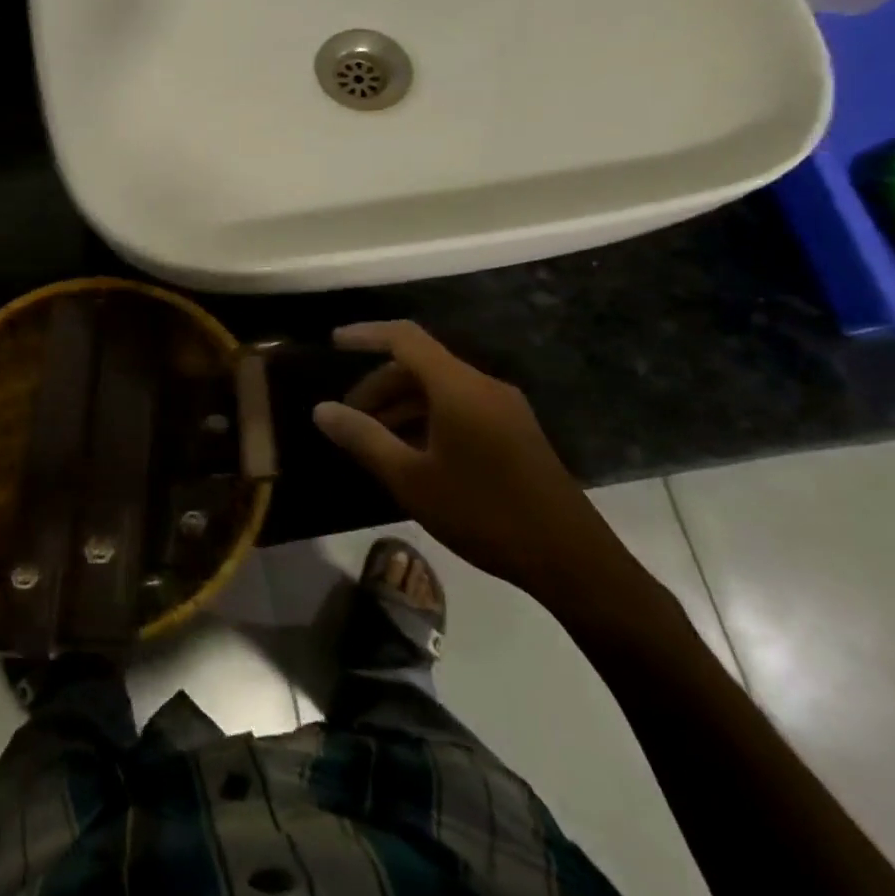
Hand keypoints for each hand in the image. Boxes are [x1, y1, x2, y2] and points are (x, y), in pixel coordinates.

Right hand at [314, 321, 638, 615]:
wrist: (572, 561)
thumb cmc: (484, 514)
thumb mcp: (411, 479)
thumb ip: (363, 438)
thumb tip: (321, 410)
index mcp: (458, 387)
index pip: (404, 338)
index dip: (366, 334)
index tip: (333, 343)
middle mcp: (483, 386)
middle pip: (420, 365)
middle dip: (379, 385)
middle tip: (350, 418)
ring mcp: (504, 408)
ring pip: (440, 388)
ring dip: (402, 405)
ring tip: (375, 440)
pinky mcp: (515, 431)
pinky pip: (460, 407)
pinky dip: (428, 418)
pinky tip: (413, 454)